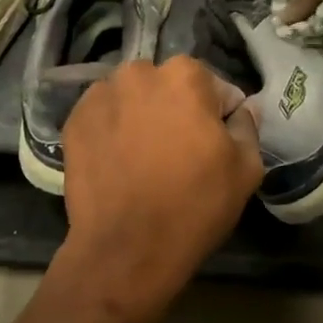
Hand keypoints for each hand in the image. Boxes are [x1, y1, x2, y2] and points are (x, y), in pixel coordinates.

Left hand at [56, 56, 263, 322]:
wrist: (126, 250)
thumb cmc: (194, 206)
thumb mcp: (245, 169)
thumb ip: (247, 126)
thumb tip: (244, 107)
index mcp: (185, 74)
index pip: (214, 88)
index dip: (218, 118)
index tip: (212, 147)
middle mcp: (139, 72)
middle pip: (168, 87)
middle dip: (175, 109)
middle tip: (177, 152)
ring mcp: (100, 94)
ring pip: (132, 99)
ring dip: (141, 116)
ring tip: (143, 158)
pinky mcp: (74, 120)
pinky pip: (103, 117)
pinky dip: (111, 131)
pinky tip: (118, 163)